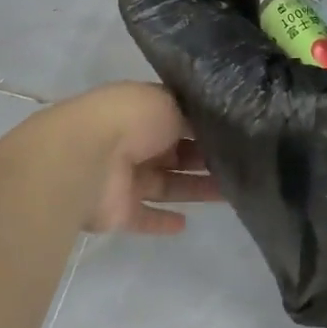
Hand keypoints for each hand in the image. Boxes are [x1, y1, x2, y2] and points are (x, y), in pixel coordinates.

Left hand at [14, 83, 220, 234]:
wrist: (84, 158)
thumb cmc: (130, 120)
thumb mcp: (170, 103)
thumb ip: (194, 117)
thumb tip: (216, 126)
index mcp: (143, 111)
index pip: (178, 118)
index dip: (204, 126)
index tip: (235, 134)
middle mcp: (134, 142)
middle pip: (175, 152)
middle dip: (205, 158)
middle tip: (242, 165)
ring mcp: (125, 178)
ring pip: (168, 184)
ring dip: (195, 189)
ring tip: (232, 194)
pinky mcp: (118, 211)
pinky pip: (144, 217)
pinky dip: (161, 222)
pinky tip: (186, 224)